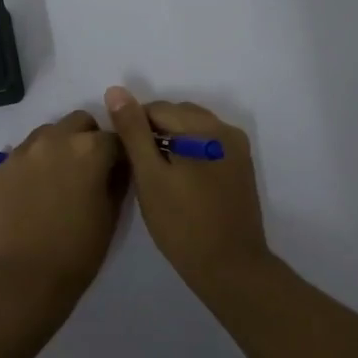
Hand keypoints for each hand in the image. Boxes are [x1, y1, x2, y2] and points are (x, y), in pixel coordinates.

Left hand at [0, 110, 127, 328]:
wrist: (25, 277)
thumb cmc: (79, 250)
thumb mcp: (112, 214)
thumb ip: (118, 179)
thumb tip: (117, 165)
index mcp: (90, 149)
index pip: (116, 137)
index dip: (120, 154)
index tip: (119, 170)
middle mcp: (56, 139)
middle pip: (80, 122)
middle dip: (90, 139)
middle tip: (90, 169)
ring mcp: (25, 150)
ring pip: (50, 131)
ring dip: (61, 145)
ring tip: (60, 177)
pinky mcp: (3, 166)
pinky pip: (26, 152)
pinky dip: (36, 161)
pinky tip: (37, 189)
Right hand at [104, 86, 269, 289]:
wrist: (230, 267)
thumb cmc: (182, 224)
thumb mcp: (150, 176)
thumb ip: (133, 131)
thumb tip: (116, 90)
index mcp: (204, 127)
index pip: (157, 109)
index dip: (134, 128)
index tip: (124, 156)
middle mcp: (226, 129)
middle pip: (179, 115)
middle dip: (155, 132)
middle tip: (139, 168)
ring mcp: (238, 149)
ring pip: (194, 130)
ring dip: (173, 141)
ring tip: (157, 175)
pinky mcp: (241, 168)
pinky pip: (209, 146)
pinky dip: (190, 153)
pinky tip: (180, 180)